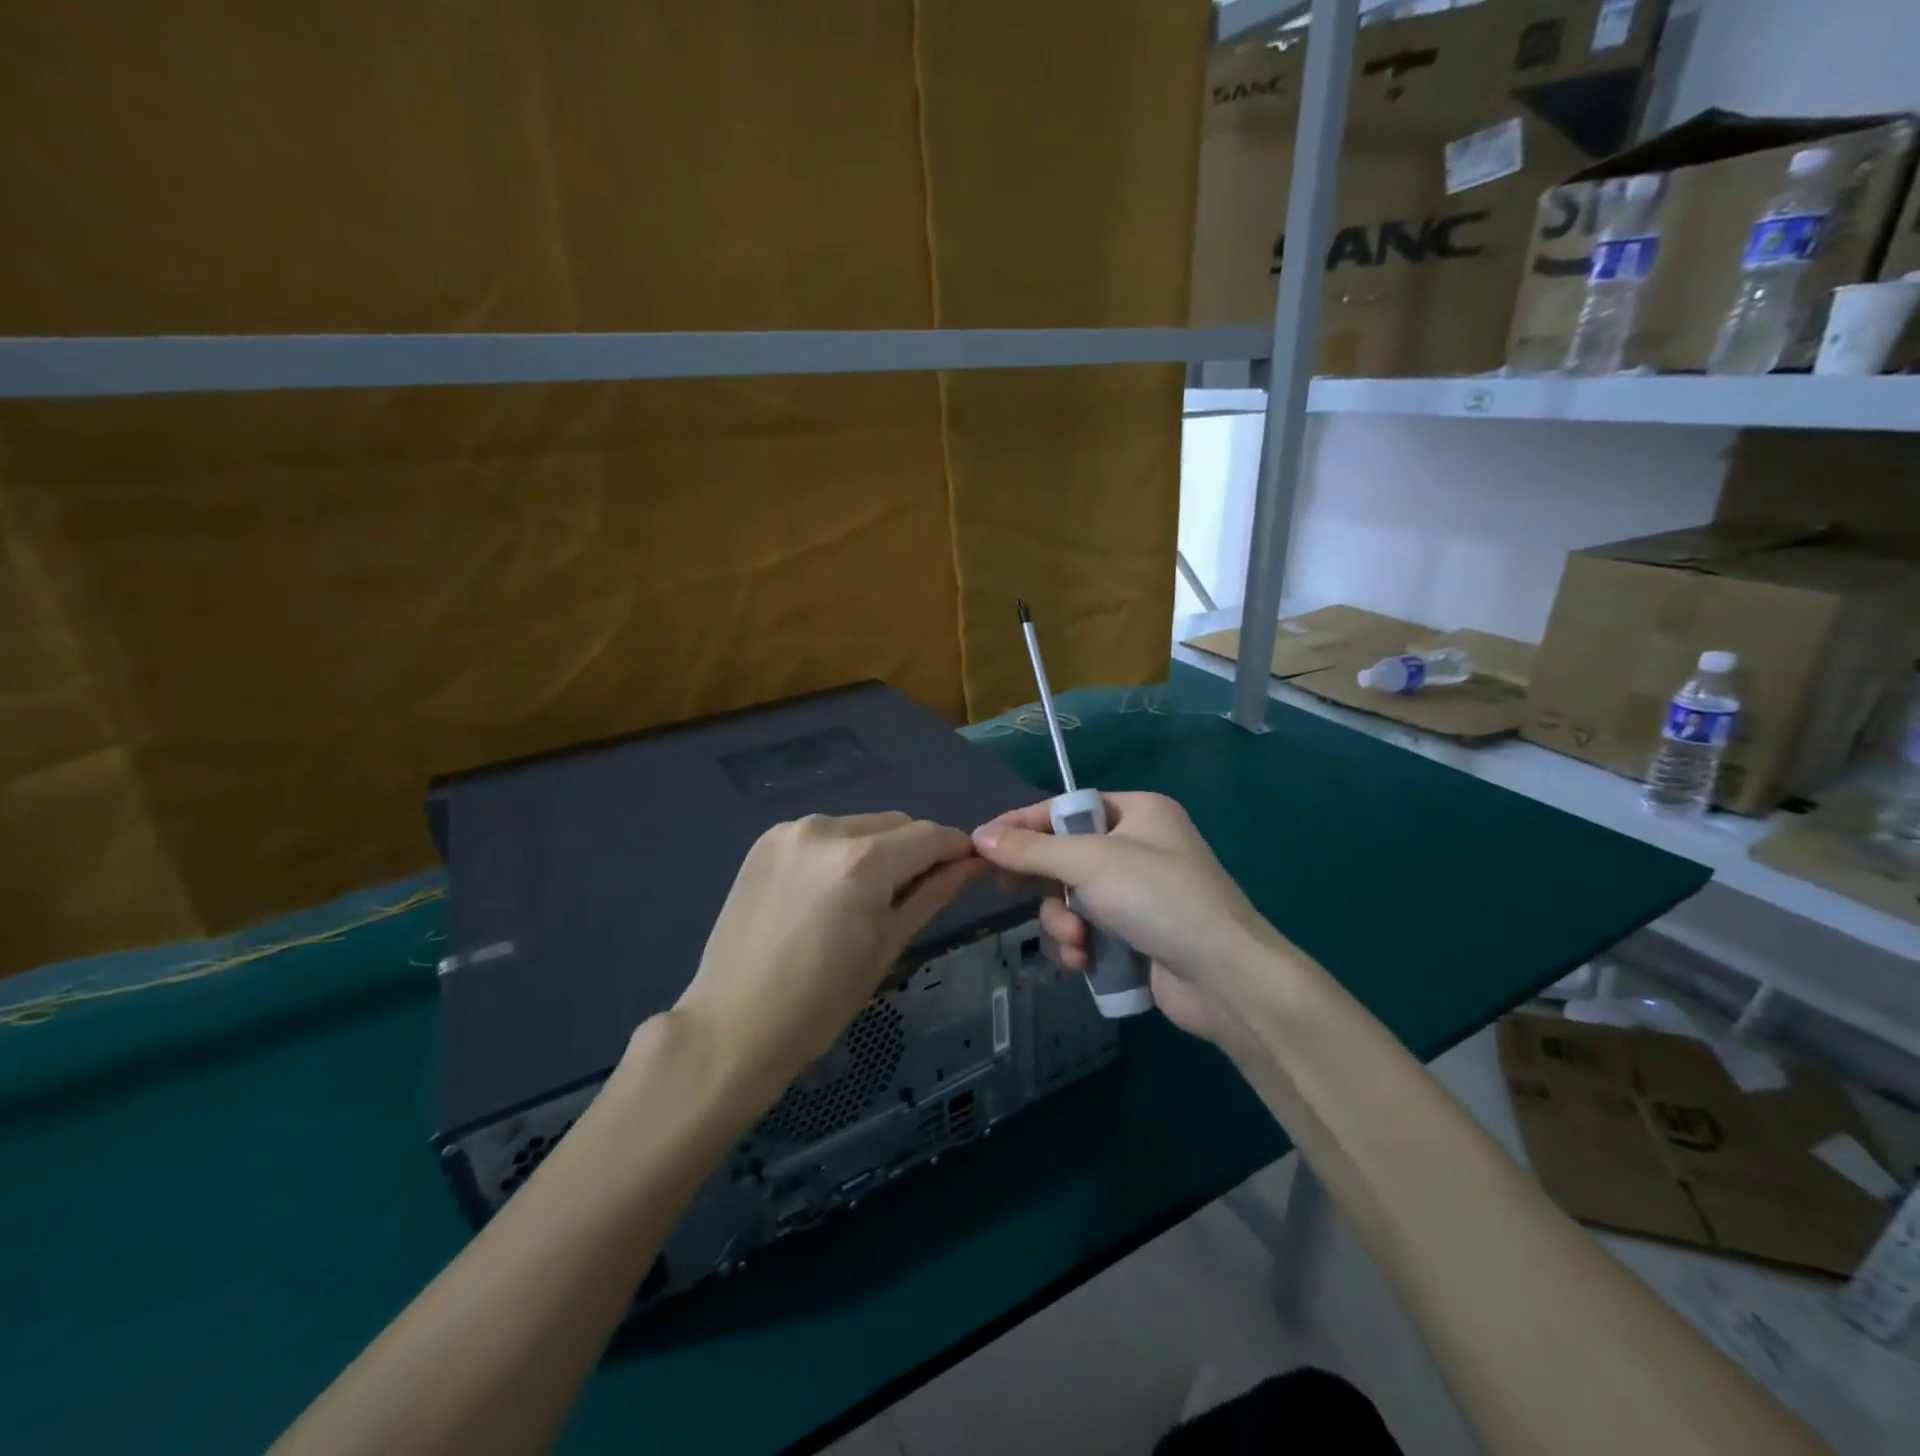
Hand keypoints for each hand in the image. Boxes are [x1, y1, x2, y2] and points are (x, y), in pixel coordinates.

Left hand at [669, 812, 983, 1109]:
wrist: (734, 1026)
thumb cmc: (822, 1002)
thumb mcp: (889, 945)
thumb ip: (934, 893)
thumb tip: (972, 863)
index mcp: (862, 862)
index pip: (930, 835)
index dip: (956, 848)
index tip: (968, 867)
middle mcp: (827, 829)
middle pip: (896, 823)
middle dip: (916, 850)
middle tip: (916, 892)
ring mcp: (790, 831)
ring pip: (860, 825)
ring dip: (878, 848)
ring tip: (867, 896)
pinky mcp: (766, 840)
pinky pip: (824, 834)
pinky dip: (841, 852)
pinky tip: (829, 891)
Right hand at [972, 793, 1282, 1047]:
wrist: (1225, 977)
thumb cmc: (1159, 898)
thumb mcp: (1090, 864)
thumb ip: (1032, 850)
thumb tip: (979, 836)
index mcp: (1138, 812)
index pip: (1065, 809)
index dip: (1023, 824)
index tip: (981, 842)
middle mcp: (1139, 846)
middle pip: (1066, 855)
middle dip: (1045, 883)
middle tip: (1006, 893)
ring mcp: (1140, 894)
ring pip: (1073, 898)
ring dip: (1063, 921)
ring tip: (1076, 941)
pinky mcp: (1138, 934)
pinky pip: (1090, 929)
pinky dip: (1081, 944)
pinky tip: (1084, 961)